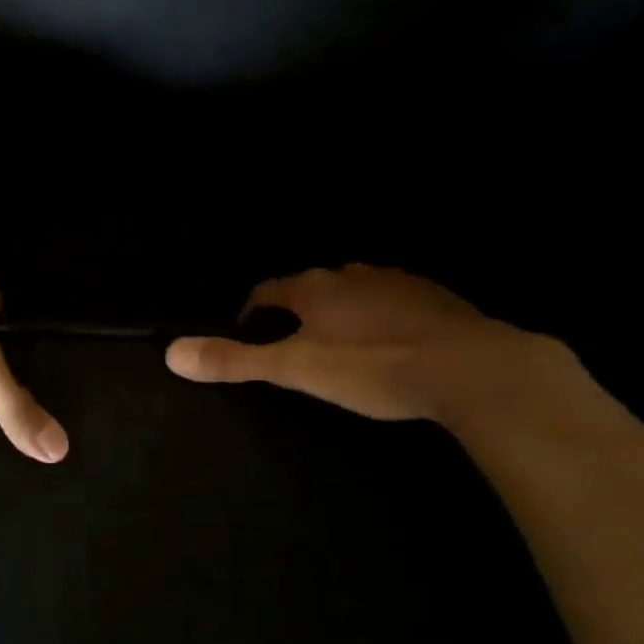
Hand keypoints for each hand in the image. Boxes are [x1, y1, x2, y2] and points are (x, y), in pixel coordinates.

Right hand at [165, 265, 534, 421]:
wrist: (472, 368)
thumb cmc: (372, 367)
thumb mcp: (296, 369)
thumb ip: (234, 360)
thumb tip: (170, 352)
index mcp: (313, 288)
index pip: (266, 290)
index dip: (251, 312)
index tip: (248, 334)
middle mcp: (351, 275)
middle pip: (309, 289)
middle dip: (296, 313)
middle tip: (292, 348)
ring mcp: (396, 282)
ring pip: (353, 294)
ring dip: (340, 313)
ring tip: (340, 349)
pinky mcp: (436, 298)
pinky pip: (394, 302)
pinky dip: (381, 319)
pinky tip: (392, 346)